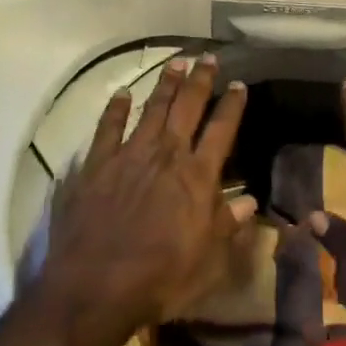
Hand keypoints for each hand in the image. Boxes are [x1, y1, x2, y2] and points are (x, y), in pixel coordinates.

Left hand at [38, 55, 252, 337]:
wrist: (95, 287)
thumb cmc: (160, 278)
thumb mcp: (208, 261)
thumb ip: (228, 225)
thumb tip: (250, 201)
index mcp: (197, 176)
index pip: (221, 130)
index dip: (232, 106)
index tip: (239, 85)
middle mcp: (166, 155)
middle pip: (187, 108)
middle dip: (200, 81)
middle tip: (208, 58)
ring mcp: (129, 156)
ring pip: (151, 109)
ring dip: (165, 85)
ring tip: (176, 64)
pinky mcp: (96, 165)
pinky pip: (107, 128)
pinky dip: (114, 109)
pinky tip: (120, 95)